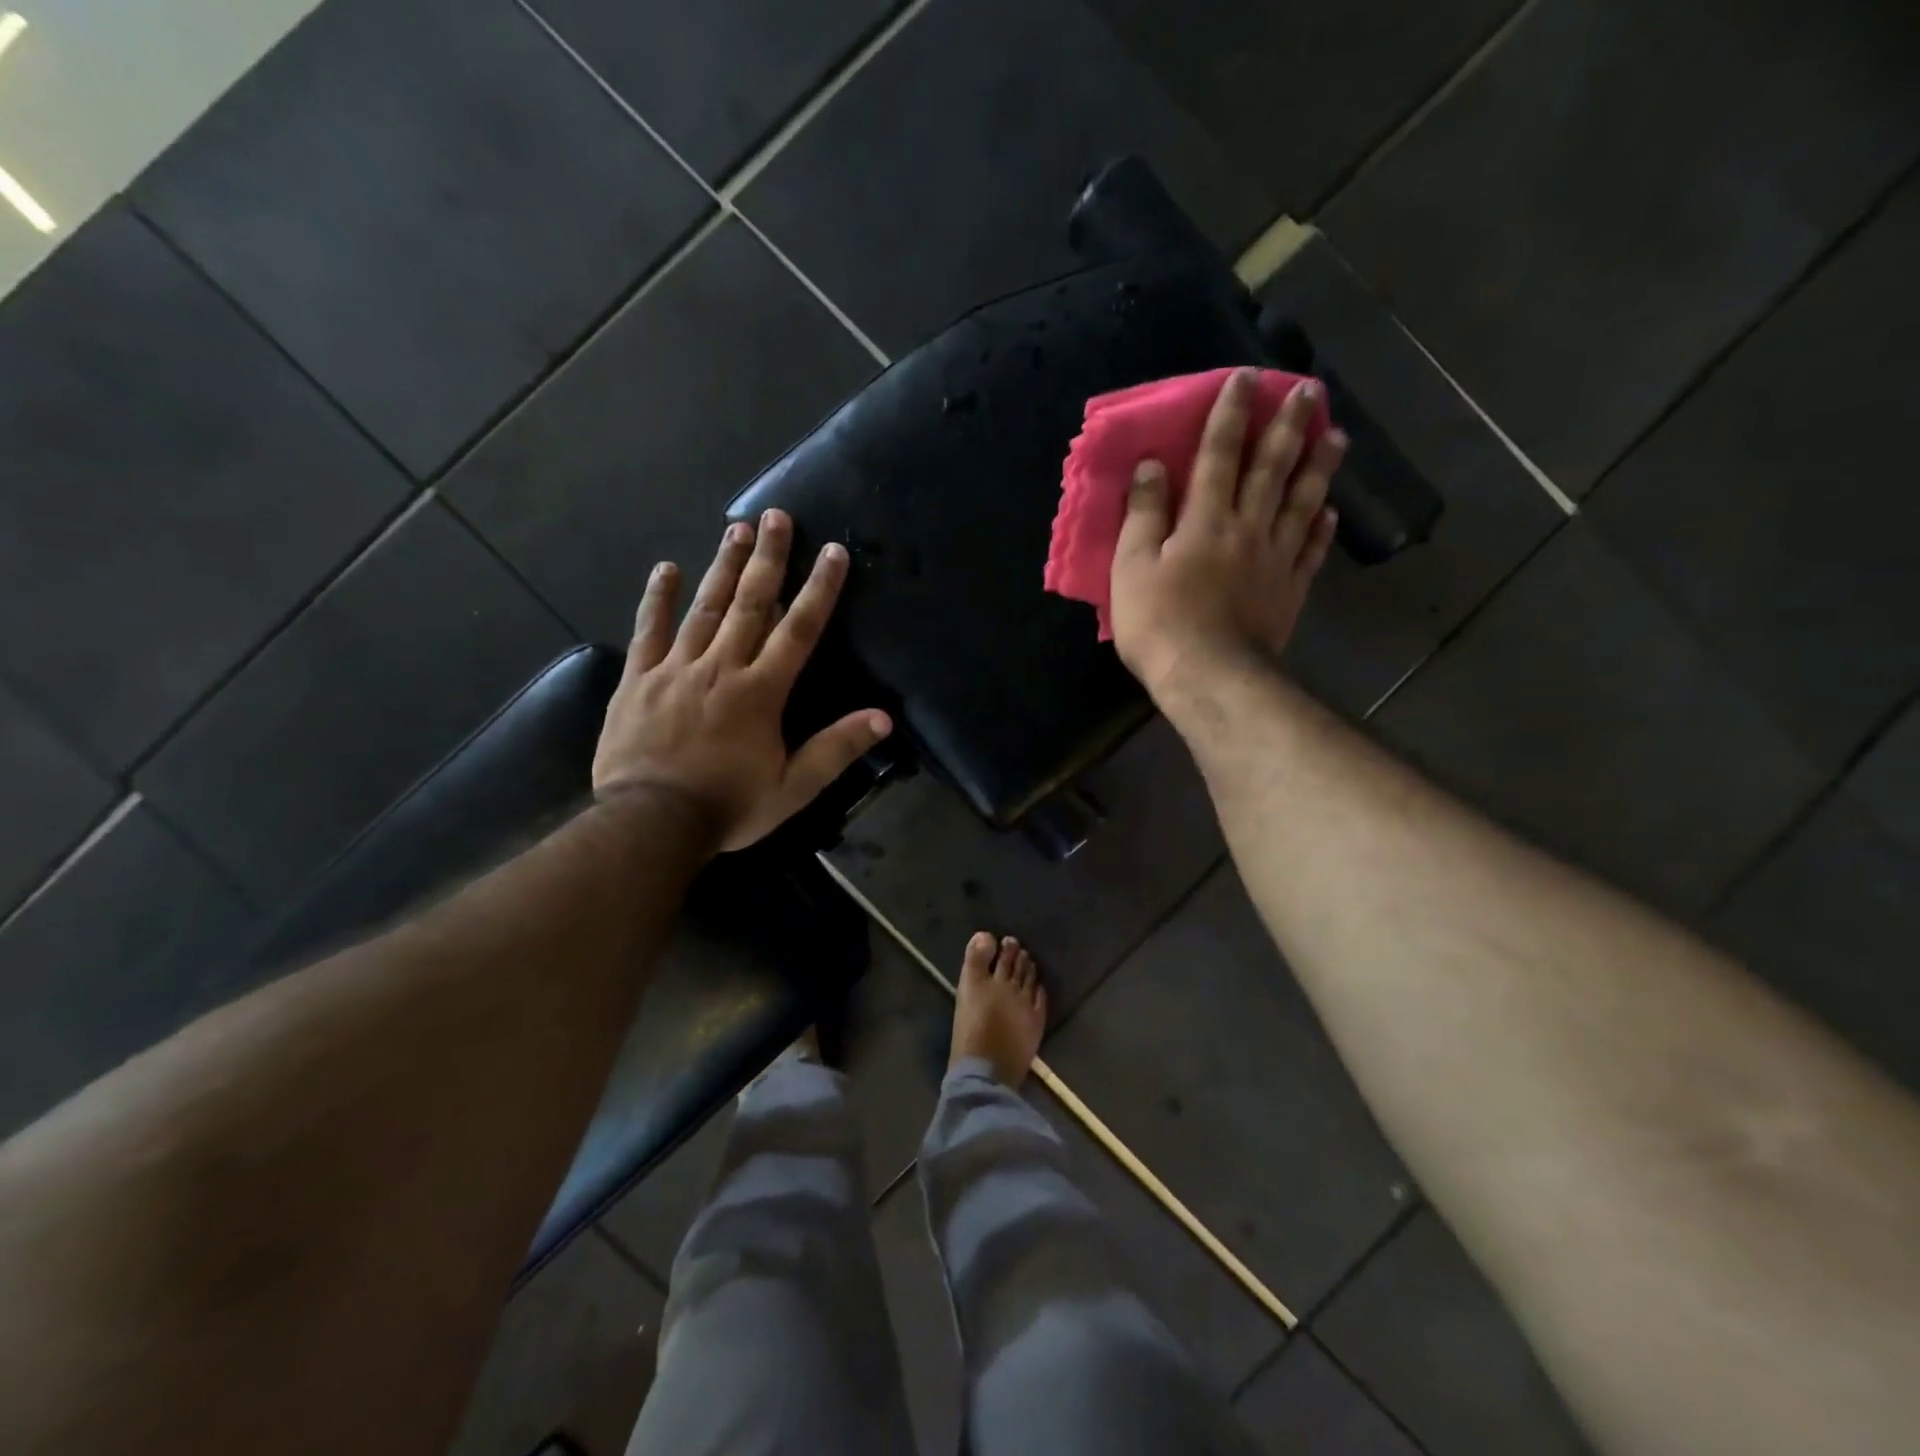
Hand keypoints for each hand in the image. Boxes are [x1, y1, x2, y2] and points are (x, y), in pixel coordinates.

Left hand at [593, 510, 891, 851]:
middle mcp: (722, 667)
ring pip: (705, 608)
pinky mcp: (640, 679)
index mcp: (761, 691)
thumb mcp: (793, 787)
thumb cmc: (728, 806)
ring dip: (723, 566)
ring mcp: (676, 668)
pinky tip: (667, 568)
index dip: (819, 589)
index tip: (832, 552)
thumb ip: (836, 748)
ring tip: (735, 527)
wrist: (650, 822)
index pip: (799, 630)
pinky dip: (658, 598)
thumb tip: (883, 718)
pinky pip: (649, 630)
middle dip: (767, 558)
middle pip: (750, 603)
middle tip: (776, 516)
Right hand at [1109, 368, 1346, 699]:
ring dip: (1319, 465)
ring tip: (1337, 434)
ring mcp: (1275, 559)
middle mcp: (1247, 528)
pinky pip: (1310, 550)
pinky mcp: (1289, 590)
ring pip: (1302, 502)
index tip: (1245, 378)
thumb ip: (1144, 514)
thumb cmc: (1160, 623)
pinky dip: (1322, 527)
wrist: (1209, 677)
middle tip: (1310, 389)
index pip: (1219, 455)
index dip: (1231, 415)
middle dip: (1288, 426)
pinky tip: (1331, 509)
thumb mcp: (1131, 567)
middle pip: (1271, 469)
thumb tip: (1153, 465)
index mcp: (1205, 519)